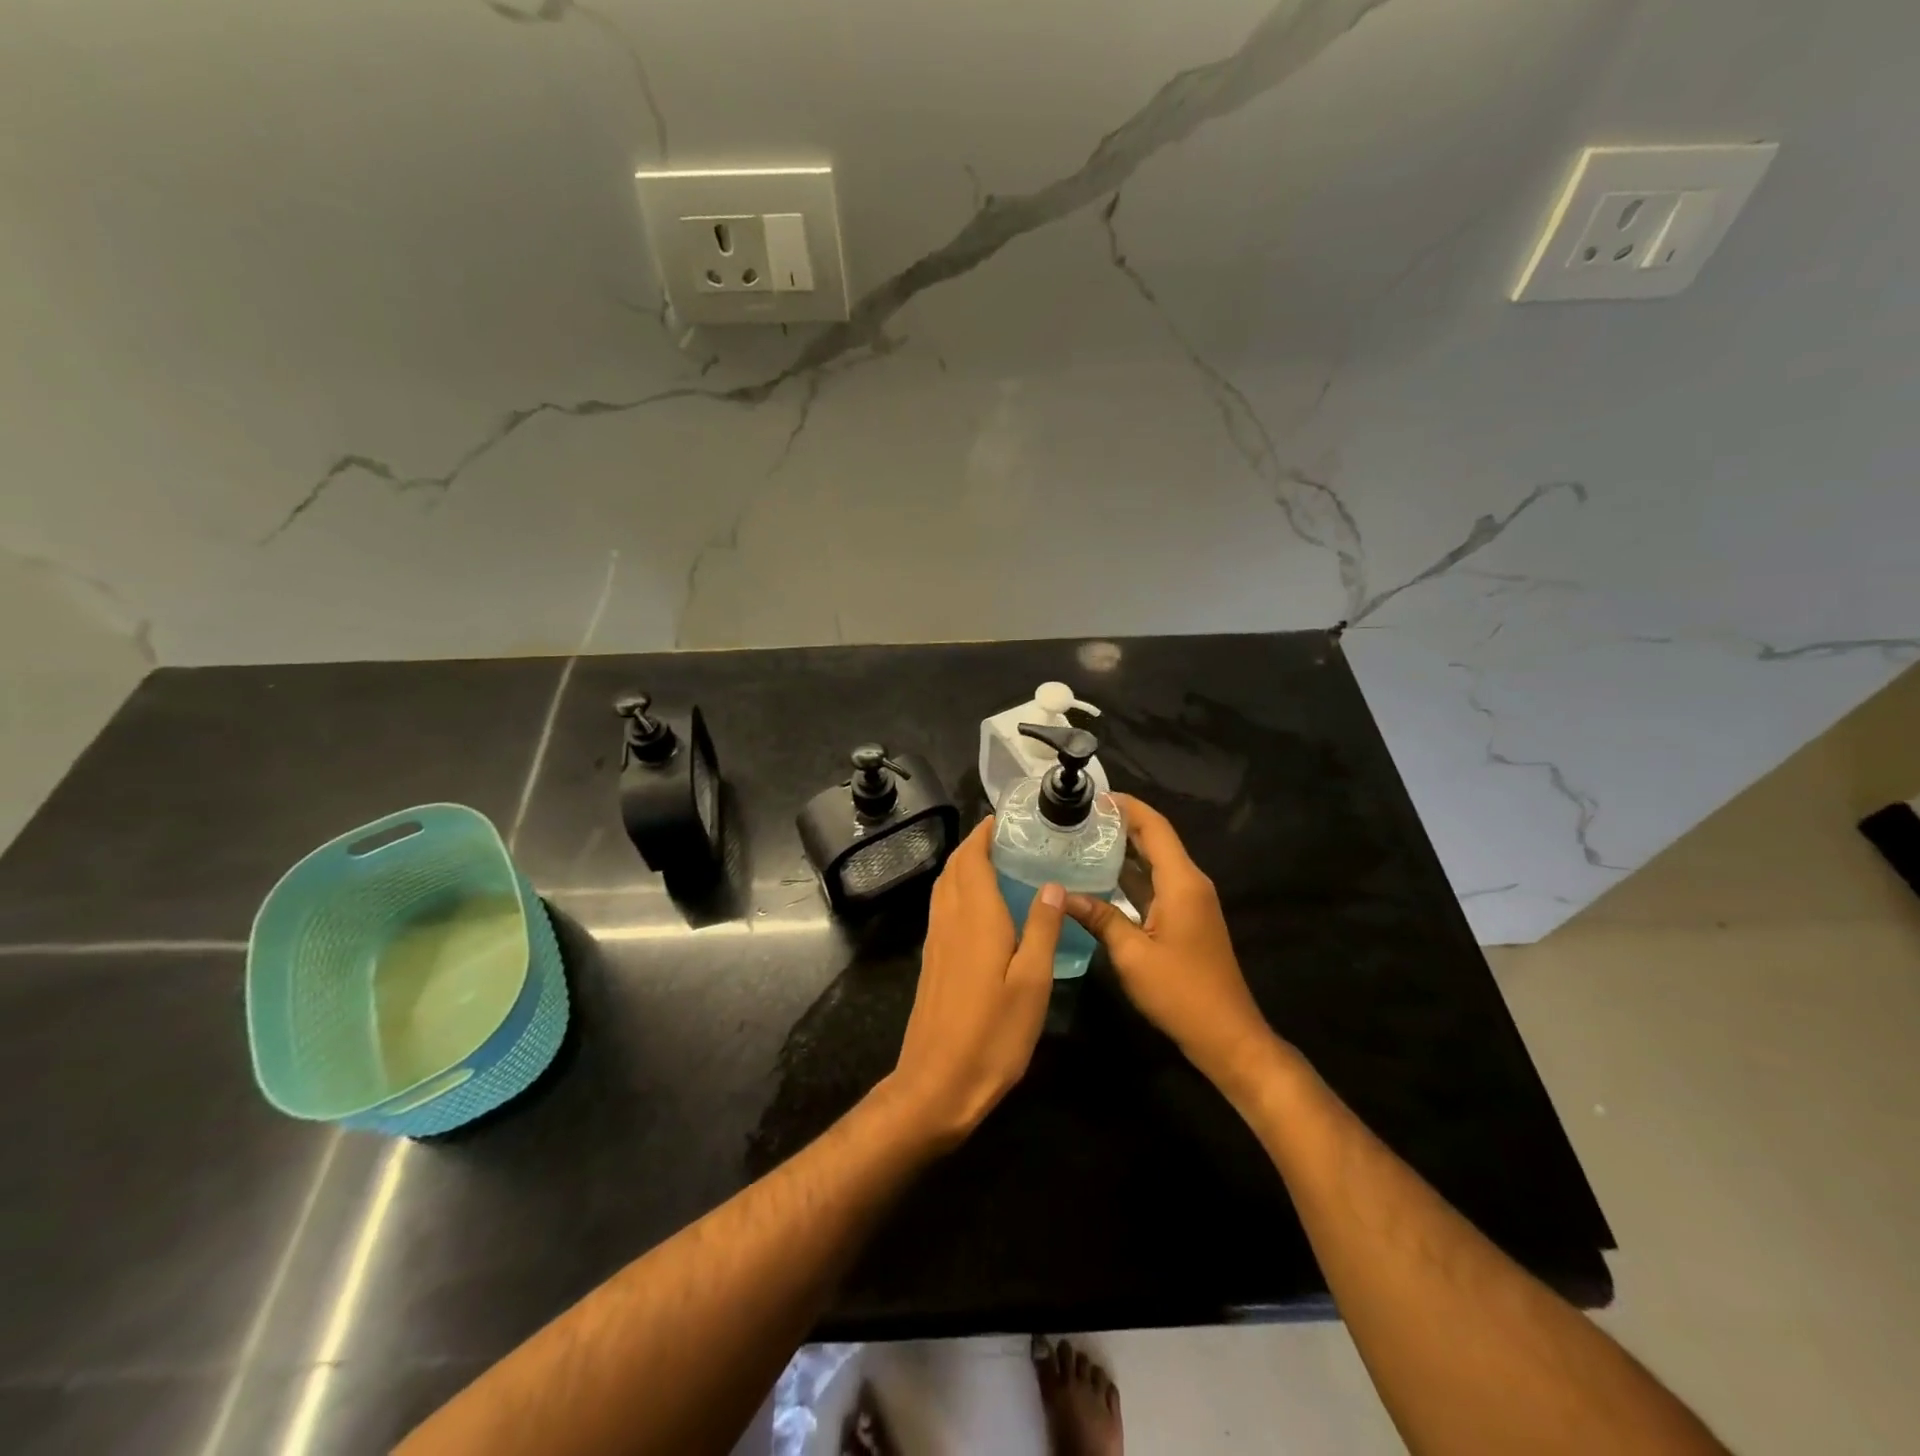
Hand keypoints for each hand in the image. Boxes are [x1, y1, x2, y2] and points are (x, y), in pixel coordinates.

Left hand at [887, 818, 1062, 1145]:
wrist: (936, 1084)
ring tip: (998, 863)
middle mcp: (949, 919)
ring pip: (945, 886)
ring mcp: (936, 941)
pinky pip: (943, 908)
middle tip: (1010, 838)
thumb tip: (1053, 885)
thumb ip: (1043, 930)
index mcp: (975, 916)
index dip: (984, 833)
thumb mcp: (1032, 983)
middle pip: (955, 867)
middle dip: (976, 844)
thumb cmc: (992, 1034)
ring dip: (965, 866)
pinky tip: (982, 908)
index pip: (972, 857)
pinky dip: (959, 890)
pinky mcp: (932, 961)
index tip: (1006, 818)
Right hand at [1063, 794, 1276, 1094]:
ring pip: (1156, 862)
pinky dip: (1132, 875)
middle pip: (1156, 840)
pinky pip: (1157, 884)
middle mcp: (1190, 883)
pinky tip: (1102, 877)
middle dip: (1121, 823)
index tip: (1093, 796)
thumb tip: (1062, 894)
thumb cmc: (1180, 992)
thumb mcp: (1132, 954)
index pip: (1155, 827)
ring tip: (1084, 838)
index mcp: (1181, 882)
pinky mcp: (1187, 918)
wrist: (1227, 1035)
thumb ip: (1099, 918)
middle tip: (1079, 816)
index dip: (1127, 807)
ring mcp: (1190, 901)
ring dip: (1125, 849)